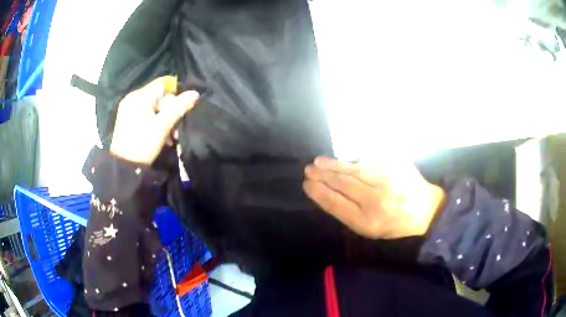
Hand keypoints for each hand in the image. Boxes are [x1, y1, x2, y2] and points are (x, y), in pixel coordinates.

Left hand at [110, 76, 198, 164]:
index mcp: (139, 96)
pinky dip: (154, 122)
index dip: (176, 92)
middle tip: (177, 127)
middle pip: (158, 96)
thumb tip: (195, 93)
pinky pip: (145, 114)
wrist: (124, 167)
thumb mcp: (163, 126)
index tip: (183, 106)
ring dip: (164, 118)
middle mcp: (132, 98)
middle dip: (170, 110)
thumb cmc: (143, 144)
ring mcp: (128, 109)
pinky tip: (161, 136)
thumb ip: (179, 108)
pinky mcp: (126, 120)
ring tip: (171, 136)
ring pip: (152, 106)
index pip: (162, 83)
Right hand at [303, 157, 444, 238]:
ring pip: (354, 170)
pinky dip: (353, 162)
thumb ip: (350, 214)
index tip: (306, 184)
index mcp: (368, 221)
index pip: (336, 203)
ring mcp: (387, 181)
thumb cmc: (395, 225)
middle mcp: (376, 200)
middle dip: (323, 175)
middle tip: (309, 169)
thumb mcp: (370, 230)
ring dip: (334, 165)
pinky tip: (343, 161)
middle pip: (343, 184)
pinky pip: (370, 162)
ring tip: (319, 161)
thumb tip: (329, 194)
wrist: (426, 211)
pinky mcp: (396, 167)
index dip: (319, 192)